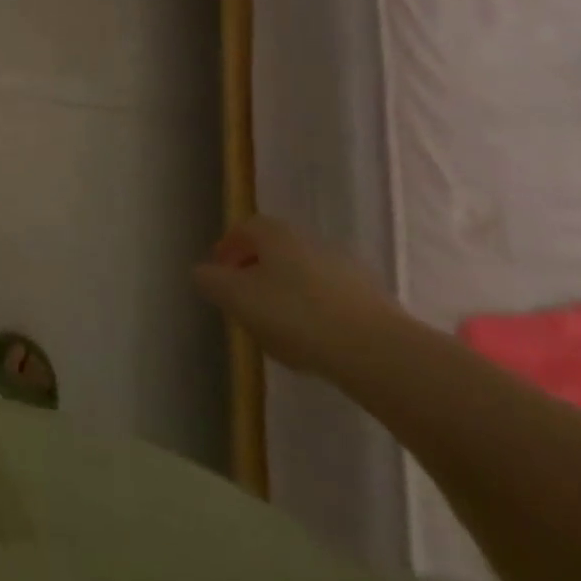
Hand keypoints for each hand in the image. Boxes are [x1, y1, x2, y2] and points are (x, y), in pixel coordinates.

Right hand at [192, 216, 407, 377]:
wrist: (377, 352)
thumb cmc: (295, 315)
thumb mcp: (236, 298)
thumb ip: (211, 281)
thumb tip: (203, 272)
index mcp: (275, 233)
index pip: (244, 229)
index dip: (228, 249)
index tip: (218, 273)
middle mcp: (310, 241)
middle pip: (274, 251)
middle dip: (256, 273)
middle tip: (243, 301)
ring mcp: (345, 269)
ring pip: (303, 276)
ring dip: (286, 294)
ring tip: (277, 329)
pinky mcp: (371, 301)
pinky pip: (330, 300)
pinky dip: (315, 314)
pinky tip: (312, 342)